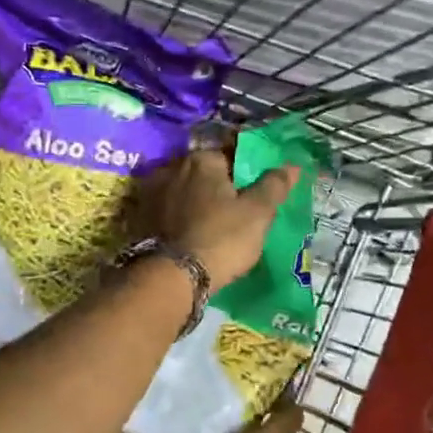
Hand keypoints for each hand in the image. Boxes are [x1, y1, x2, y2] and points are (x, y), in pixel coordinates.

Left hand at [134, 147, 297, 287]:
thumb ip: (274, 186)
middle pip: (204, 173)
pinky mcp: (140, 218)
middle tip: (234, 211)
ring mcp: (152, 193)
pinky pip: (168, 211)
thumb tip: (292, 165)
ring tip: (212, 225)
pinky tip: (190, 235)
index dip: (245, 173)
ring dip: (196, 202)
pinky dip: (179, 218)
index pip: (230, 155)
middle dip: (218, 186)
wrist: (171, 277)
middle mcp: (172, 168)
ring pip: (184, 192)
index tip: (253, 193)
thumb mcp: (257, 213)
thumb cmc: (221, 239)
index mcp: (202, 160)